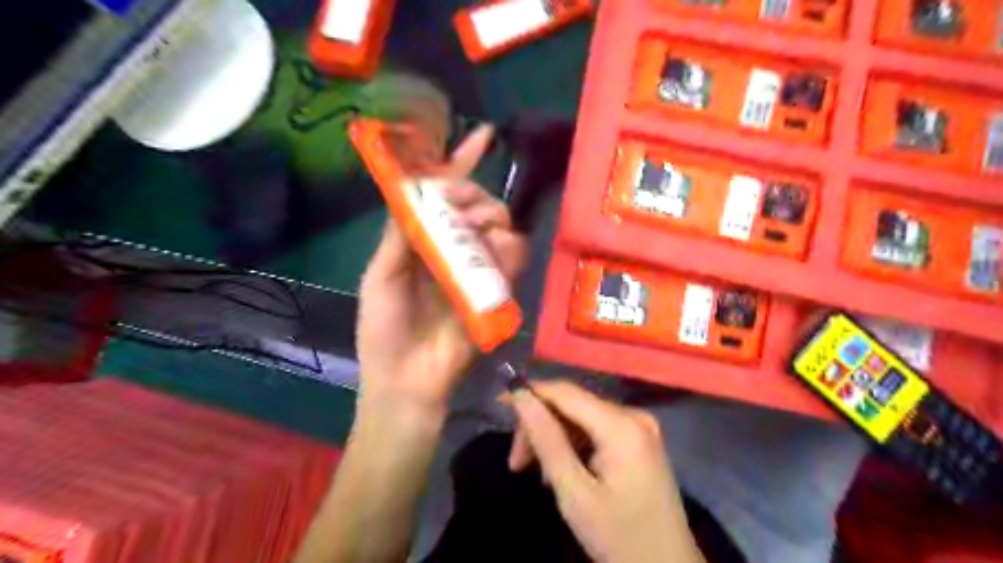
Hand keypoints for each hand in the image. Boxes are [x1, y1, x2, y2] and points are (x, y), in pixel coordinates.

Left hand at [361, 126, 530, 414]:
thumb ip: (398, 235)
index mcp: (420, 242)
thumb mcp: (380, 277)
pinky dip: (512, 247)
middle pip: (474, 207)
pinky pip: (512, 260)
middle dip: (474, 195)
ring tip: (484, 228)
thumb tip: (415, 189)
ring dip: (493, 217)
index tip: (483, 136)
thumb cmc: (384, 330)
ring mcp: (475, 270)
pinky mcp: (495, 292)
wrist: (408, 382)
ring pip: (497, 227)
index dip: (459, 165)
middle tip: (466, 208)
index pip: (441, 197)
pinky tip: (504, 245)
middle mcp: (450, 250)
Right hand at [509, 380, 703, 559]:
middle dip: (541, 427)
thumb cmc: (620, 538)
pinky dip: (574, 444)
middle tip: (517, 463)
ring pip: (582, 417)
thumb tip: (520, 396)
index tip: (499, 402)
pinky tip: (563, 469)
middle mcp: (634, 415)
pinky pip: (596, 428)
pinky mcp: (639, 439)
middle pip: (573, 404)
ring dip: (555, 438)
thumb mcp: (575, 493)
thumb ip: (547, 440)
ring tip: (538, 473)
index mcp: (621, 425)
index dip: (530, 392)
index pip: (565, 392)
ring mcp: (640, 426)